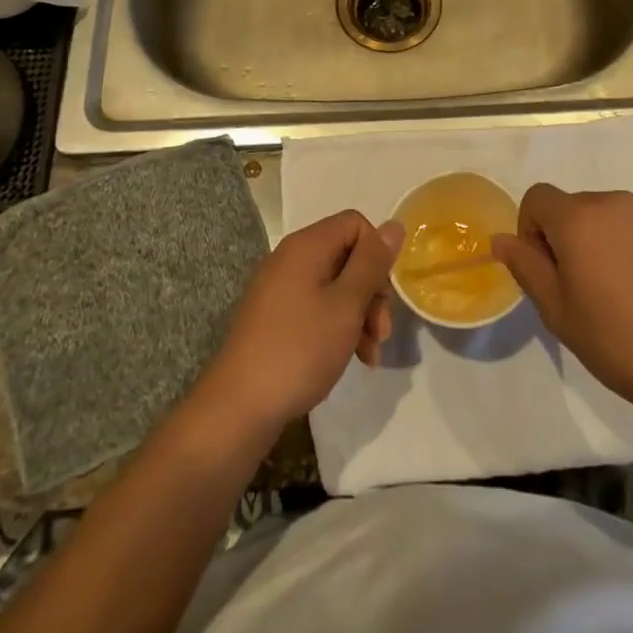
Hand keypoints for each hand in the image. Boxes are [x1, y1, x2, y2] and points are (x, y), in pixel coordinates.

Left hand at [203, 211, 402, 430]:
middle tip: (380, 332)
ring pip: (334, 285)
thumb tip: (394, 224)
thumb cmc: (300, 349)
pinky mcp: (274, 317)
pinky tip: (349, 358)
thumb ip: (372, 263)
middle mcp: (290, 258)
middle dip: (371, 291)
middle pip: (347, 255)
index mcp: (306, 246)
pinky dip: (336, 326)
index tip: (382, 294)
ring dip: (358, 314)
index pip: (355, 224)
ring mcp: (279, 288)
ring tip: (369, 355)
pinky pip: (315, 306)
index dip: (376, 253)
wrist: (238, 407)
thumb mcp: (346, 304)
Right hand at [491, 185, 632, 422]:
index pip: (537, 197)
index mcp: (578, 218)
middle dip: (571, 236)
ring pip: (612, 213)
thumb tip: (501, 238)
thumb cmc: (618, 343)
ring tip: (625, 288)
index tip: (549, 270)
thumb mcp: (558, 312)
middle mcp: (614, 200)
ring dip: (606, 237)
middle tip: (587, 288)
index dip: (532, 230)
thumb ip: (525, 266)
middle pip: (576, 206)